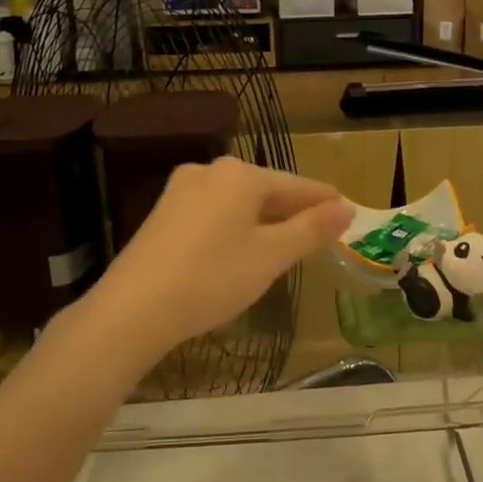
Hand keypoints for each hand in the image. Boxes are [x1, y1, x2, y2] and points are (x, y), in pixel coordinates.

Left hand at [78, 157, 352, 366]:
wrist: (134, 309)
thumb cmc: (213, 277)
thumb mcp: (271, 256)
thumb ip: (311, 230)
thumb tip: (345, 209)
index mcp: (239, 175)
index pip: (296, 185)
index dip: (324, 201)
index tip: (348, 212)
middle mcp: (209, 172)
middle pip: (265, 190)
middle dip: (294, 211)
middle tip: (321, 233)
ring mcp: (180, 192)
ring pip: (237, 203)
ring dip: (265, 221)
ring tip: (287, 244)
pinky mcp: (163, 215)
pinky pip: (214, 214)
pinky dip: (236, 228)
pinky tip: (242, 250)